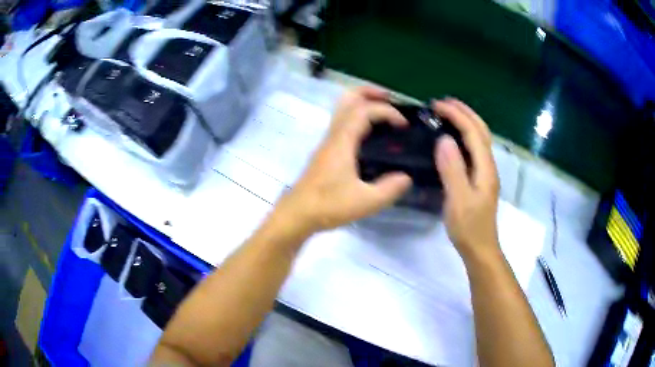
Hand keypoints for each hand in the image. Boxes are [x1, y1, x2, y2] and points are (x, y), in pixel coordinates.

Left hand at [279, 86, 412, 231]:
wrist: (298, 213)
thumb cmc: (329, 205)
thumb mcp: (365, 202)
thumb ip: (389, 189)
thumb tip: (406, 177)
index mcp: (342, 141)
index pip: (364, 111)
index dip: (387, 111)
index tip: (404, 125)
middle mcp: (334, 135)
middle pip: (348, 99)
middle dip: (370, 92)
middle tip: (391, 99)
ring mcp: (328, 141)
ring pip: (343, 109)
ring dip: (363, 103)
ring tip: (384, 114)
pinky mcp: (327, 150)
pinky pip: (343, 122)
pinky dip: (359, 117)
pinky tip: (372, 135)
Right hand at [433, 98, 499, 258]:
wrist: (480, 248)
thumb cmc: (469, 227)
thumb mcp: (458, 200)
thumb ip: (453, 169)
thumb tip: (444, 139)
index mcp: (485, 168)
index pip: (473, 133)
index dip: (457, 115)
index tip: (437, 106)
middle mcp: (488, 166)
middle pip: (481, 131)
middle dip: (465, 112)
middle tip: (444, 102)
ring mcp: (486, 172)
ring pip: (480, 139)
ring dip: (466, 121)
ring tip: (449, 113)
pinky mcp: (480, 179)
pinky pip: (474, 149)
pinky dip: (465, 135)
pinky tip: (454, 138)